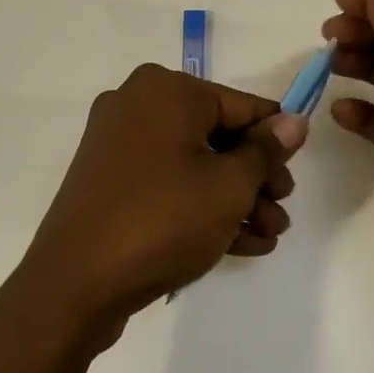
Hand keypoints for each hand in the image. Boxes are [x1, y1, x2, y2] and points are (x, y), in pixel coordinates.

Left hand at [14, 64, 306, 351]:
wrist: (76, 282)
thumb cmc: (163, 219)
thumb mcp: (229, 186)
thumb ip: (265, 151)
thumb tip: (293, 122)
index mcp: (166, 90)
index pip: (241, 105)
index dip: (276, 140)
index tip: (297, 171)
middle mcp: (138, 104)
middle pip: (216, 135)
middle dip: (254, 178)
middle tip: (281, 212)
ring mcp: (117, 143)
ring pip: (192, 164)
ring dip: (234, 199)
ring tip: (267, 236)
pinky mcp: (107, 180)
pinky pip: (166, 183)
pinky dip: (200, 206)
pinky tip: (239, 244)